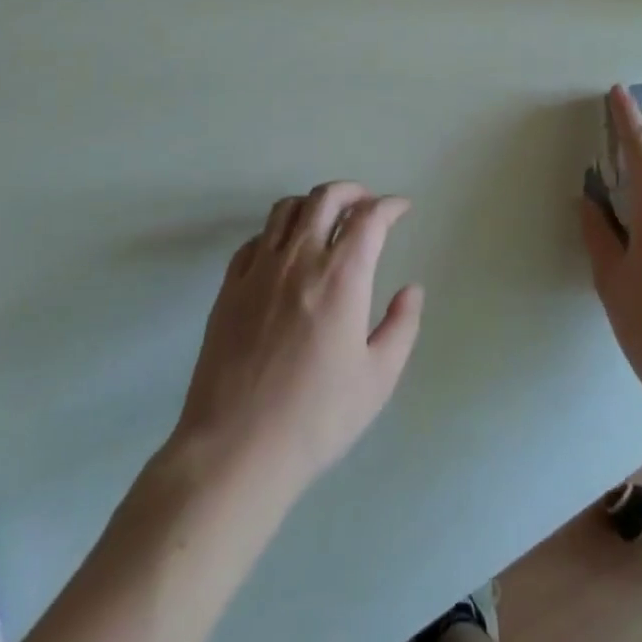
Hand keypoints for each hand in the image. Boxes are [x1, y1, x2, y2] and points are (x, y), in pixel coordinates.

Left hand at [170, 181, 423, 501]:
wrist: (235, 449)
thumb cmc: (315, 418)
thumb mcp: (377, 380)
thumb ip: (401, 327)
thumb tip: (412, 290)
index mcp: (341, 278)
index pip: (369, 218)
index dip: (389, 206)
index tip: (401, 209)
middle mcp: (299, 259)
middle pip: (325, 198)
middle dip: (352, 191)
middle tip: (366, 203)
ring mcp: (259, 270)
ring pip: (286, 209)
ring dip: (313, 203)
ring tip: (326, 218)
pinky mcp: (229, 287)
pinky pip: (255, 240)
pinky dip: (277, 232)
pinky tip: (284, 252)